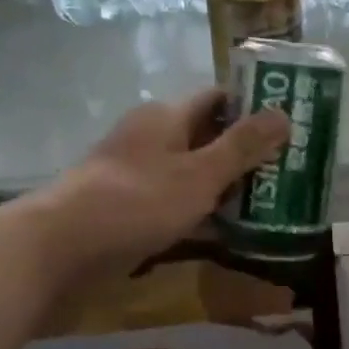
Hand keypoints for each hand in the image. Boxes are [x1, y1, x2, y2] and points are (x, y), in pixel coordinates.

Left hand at [27, 91, 288, 282]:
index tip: (289, 125)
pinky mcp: (128, 207)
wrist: (59, 248)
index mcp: (166, 117)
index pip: (218, 99)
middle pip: (206, 137)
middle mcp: (150, 138)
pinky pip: (174, 201)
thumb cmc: (137, 201)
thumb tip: (284, 112)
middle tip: (287, 171)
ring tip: (269, 203)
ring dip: (225, 186)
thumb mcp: (199, 174)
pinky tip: (227, 232)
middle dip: (245, 153)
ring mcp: (136, 174)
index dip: (253, 108)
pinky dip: (200, 211)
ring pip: (191, 173)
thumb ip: (242, 146)